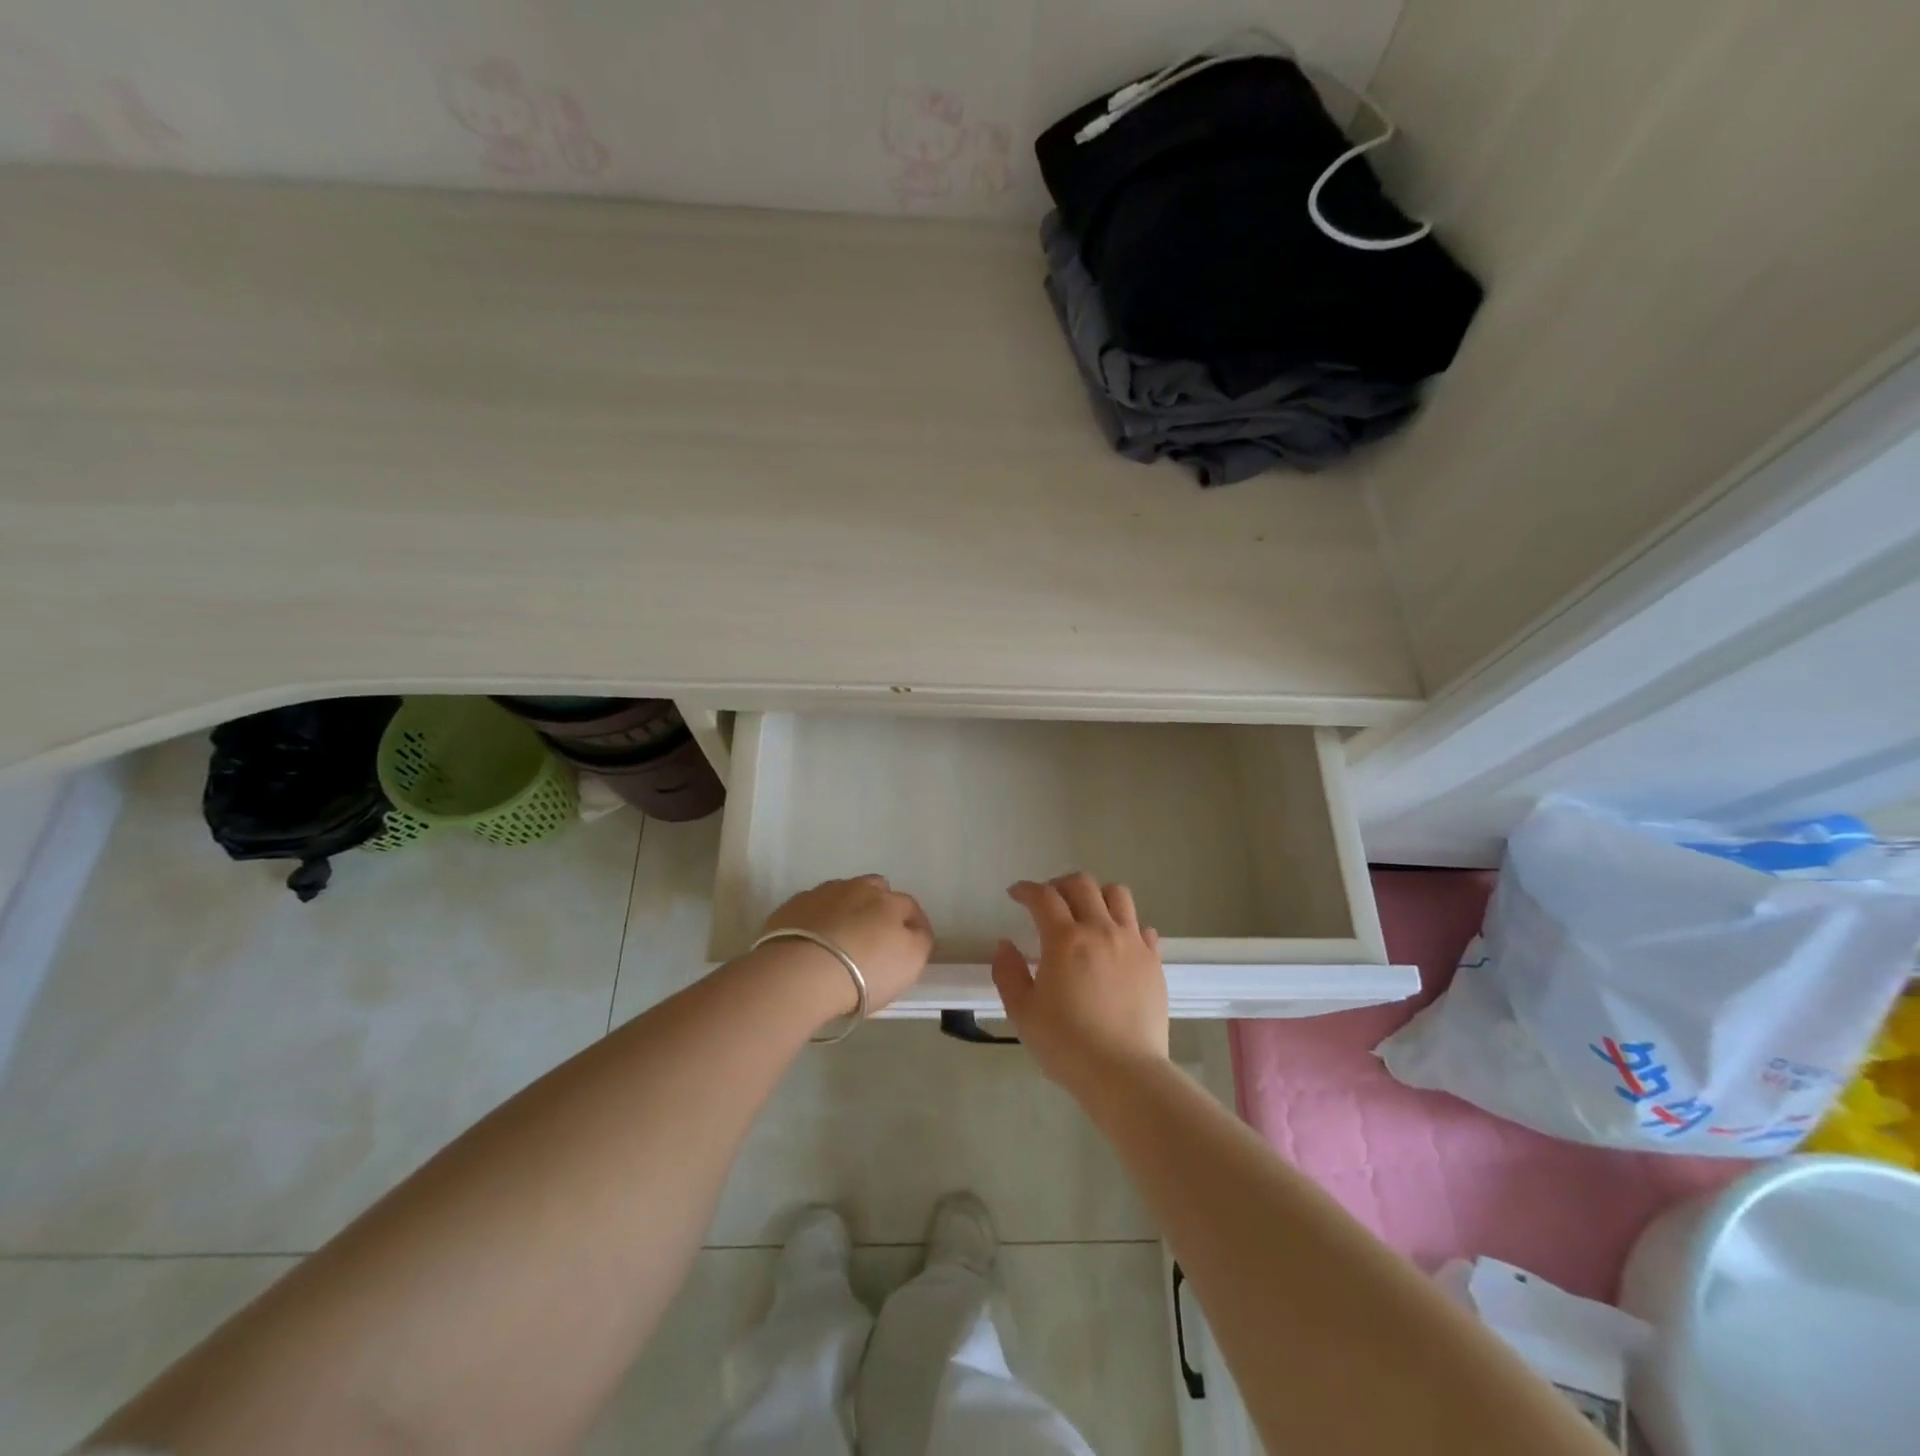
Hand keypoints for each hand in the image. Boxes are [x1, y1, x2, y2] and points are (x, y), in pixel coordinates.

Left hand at [757, 875, 933, 1015]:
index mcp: (889, 902)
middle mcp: (857, 889)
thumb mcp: (910, 963)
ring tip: (840, 938)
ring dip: (846, 910)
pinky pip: (812, 908)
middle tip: (874, 935)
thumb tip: (915, 930)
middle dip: (879, 906)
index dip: (914, 924)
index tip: (911, 943)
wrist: (800, 973)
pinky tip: (813, 942)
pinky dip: (817, 920)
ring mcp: (822, 894)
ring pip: (842, 894)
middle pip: (875, 889)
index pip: (910, 906)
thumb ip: (919, 941)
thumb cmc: (864, 972)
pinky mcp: (792, 906)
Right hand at [991, 872, 1168, 1091]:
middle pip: (1082, 884)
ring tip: (1086, 913)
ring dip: (1097, 895)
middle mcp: (1101, 930)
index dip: (1026, 890)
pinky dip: (1126, 926)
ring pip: (1118, 895)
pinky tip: (1116, 943)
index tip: (1016, 894)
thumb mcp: (1023, 1012)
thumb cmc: (1066, 1045)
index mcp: (1065, 939)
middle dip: (1059, 885)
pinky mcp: (1154, 961)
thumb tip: (1004, 945)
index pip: (1043, 897)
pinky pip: (1142, 928)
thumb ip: (1008, 973)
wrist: (1124, 1074)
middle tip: (1048, 901)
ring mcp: (1132, 943)